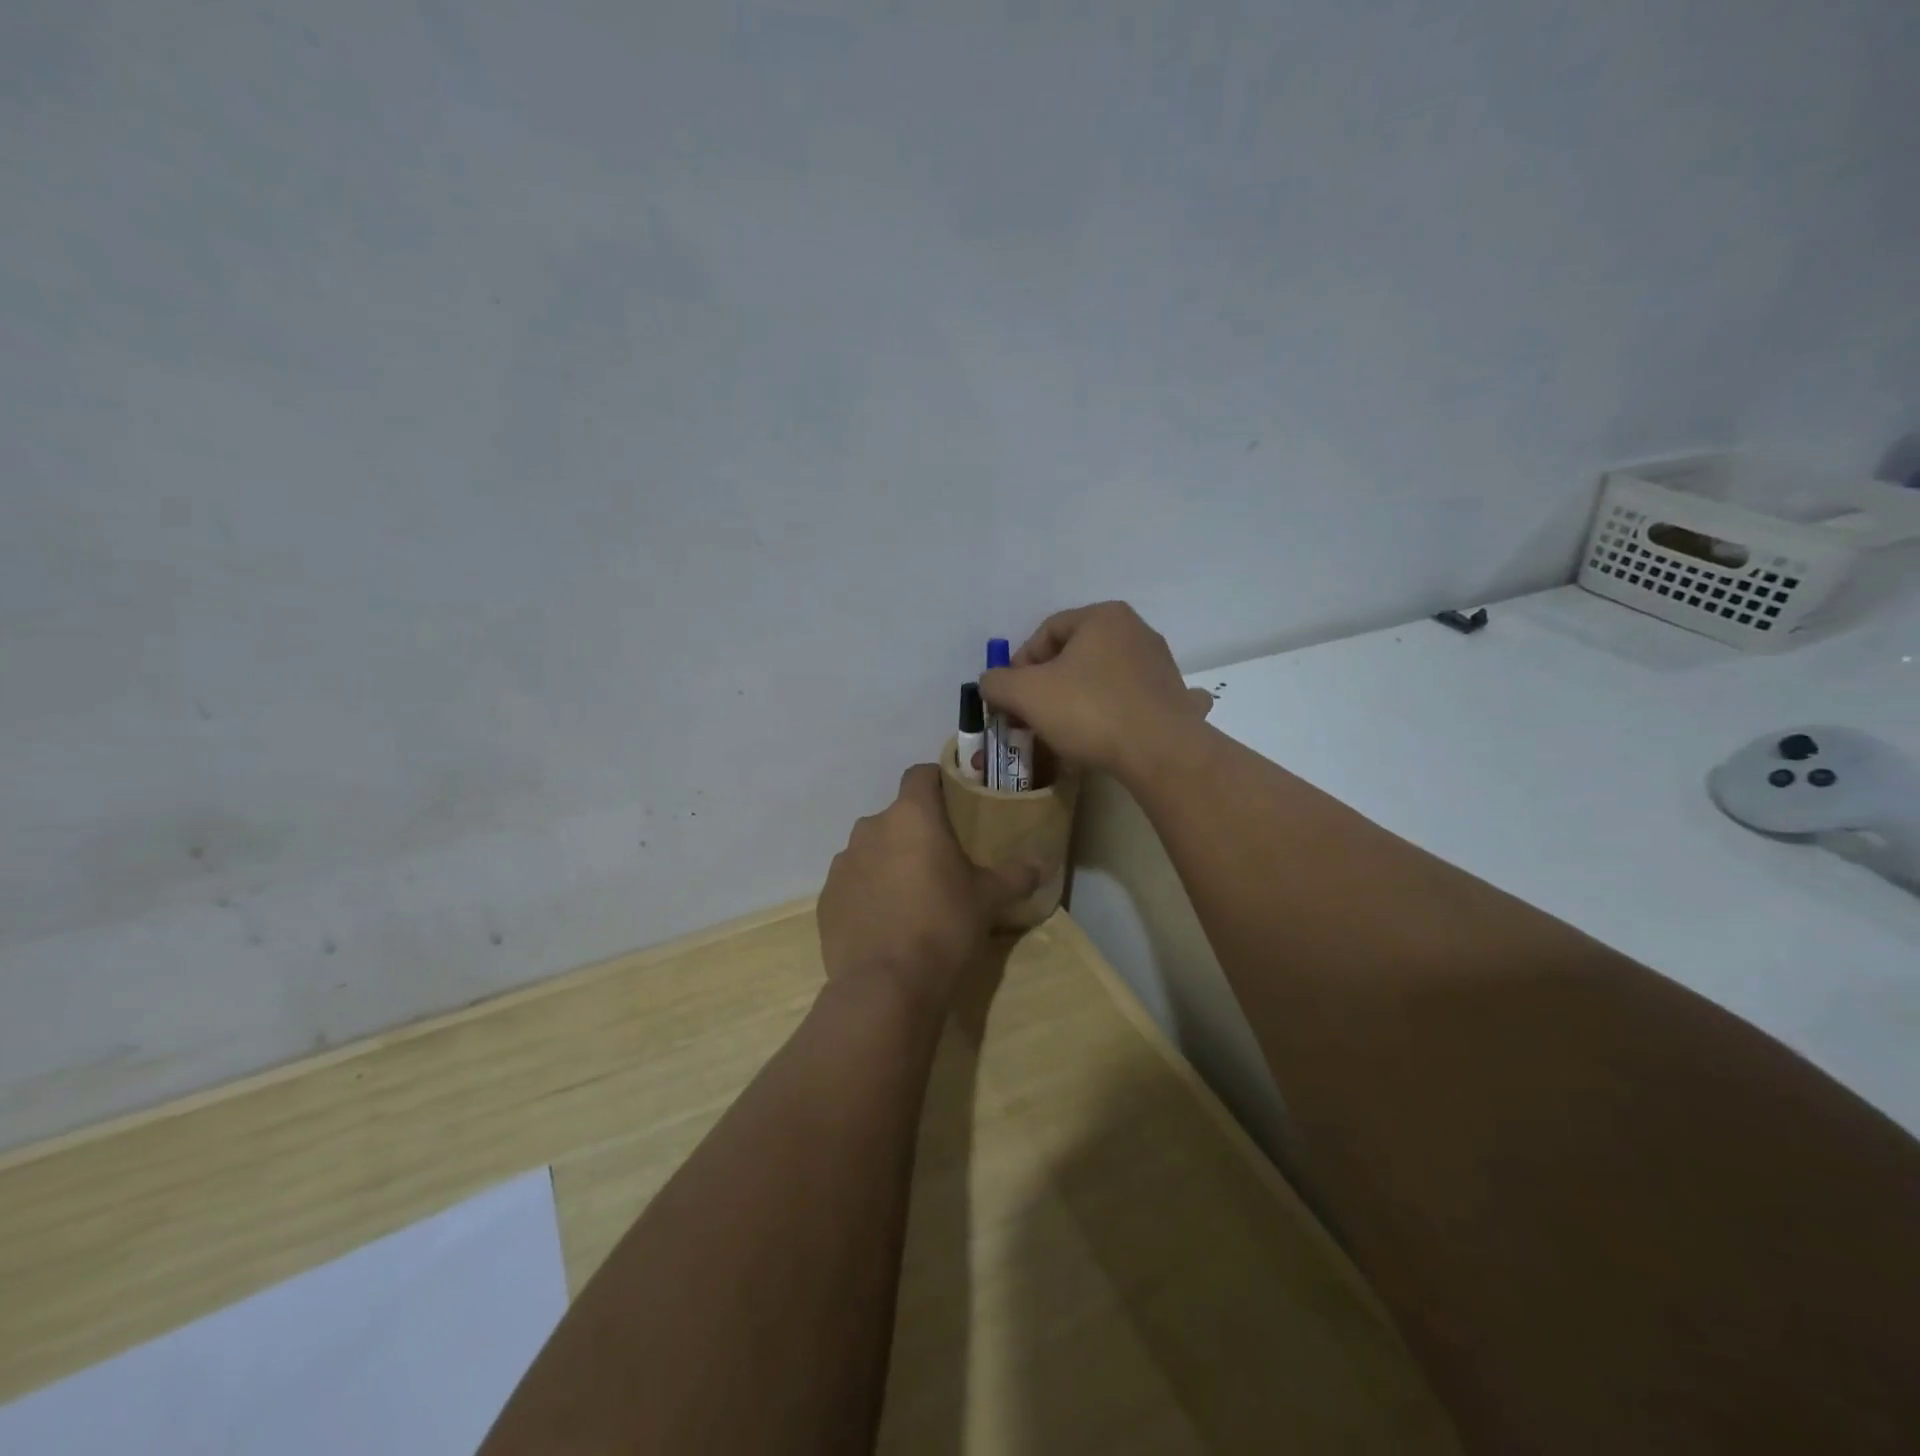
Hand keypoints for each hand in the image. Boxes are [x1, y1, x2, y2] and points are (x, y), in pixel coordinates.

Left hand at [817, 765, 1040, 1016]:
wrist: (886, 986)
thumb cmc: (944, 927)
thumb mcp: (989, 899)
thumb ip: (1016, 874)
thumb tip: (1042, 862)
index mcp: (911, 816)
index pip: (920, 775)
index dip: (938, 783)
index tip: (955, 803)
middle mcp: (870, 828)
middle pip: (897, 816)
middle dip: (916, 832)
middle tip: (942, 862)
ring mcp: (842, 862)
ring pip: (872, 849)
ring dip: (890, 861)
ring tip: (912, 896)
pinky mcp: (827, 897)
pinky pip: (853, 882)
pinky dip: (868, 892)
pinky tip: (886, 922)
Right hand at [978, 602, 1212, 778]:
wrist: (1161, 752)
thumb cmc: (1089, 711)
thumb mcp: (1026, 694)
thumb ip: (997, 682)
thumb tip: (991, 683)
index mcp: (1102, 617)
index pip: (1046, 631)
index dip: (1020, 664)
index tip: (1011, 698)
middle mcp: (1136, 630)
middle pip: (1075, 653)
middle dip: (1048, 683)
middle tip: (1032, 714)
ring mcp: (1160, 664)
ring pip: (1104, 676)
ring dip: (1080, 697)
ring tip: (1065, 730)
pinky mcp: (1174, 697)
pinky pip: (1134, 699)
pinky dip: (1118, 711)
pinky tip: (1112, 731)